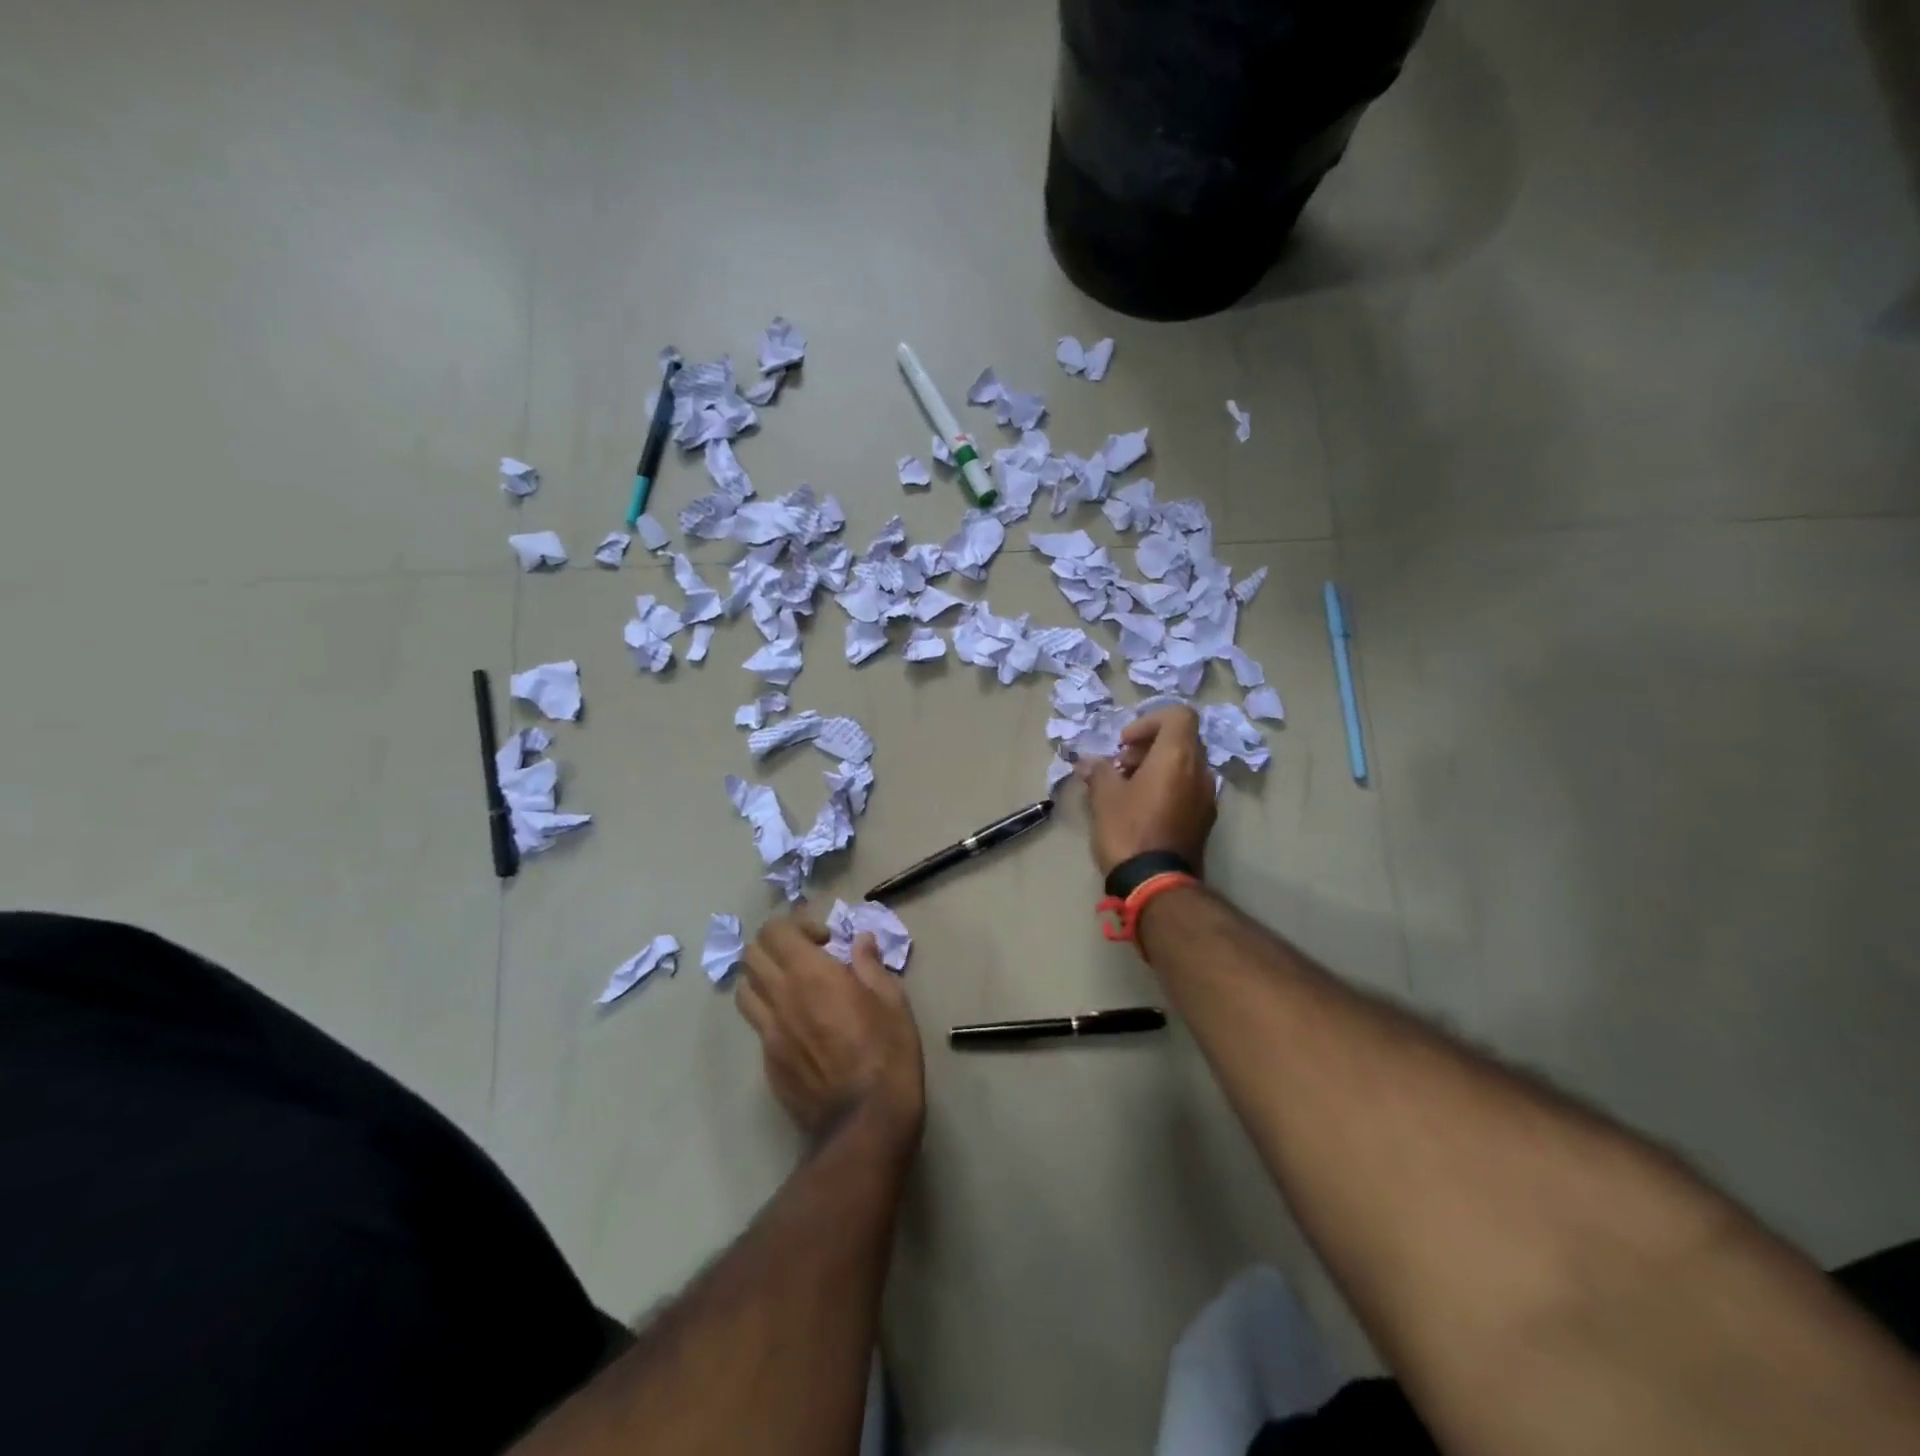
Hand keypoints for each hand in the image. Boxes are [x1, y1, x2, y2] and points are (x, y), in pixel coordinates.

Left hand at [736, 911, 924, 1156]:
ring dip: (764, 978)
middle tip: (807, 957)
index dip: (796, 925)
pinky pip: (757, 1025)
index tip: (826, 940)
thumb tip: (860, 940)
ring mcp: (768, 1033)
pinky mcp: (767, 1063)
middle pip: (752, 954)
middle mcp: (780, 997)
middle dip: (776, 946)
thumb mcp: (892, 1000)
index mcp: (810, 974)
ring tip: (793, 988)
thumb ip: (870, 965)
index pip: (776, 931)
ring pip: (744, 990)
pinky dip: (770, 1013)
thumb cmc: (888, 1053)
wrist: (865, 1122)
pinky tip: (798, 1026)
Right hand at [1076, 705, 1216, 876]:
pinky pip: (1188, 788)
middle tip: (1121, 765)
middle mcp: (1200, 771)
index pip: (1178, 715)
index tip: (1125, 744)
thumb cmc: (1128, 831)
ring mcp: (1207, 797)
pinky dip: (1168, 786)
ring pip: (1185, 765)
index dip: (1149, 721)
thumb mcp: (1104, 797)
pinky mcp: (1205, 819)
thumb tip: (1089, 763)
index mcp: (1178, 757)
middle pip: (1181, 739)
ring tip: (1128, 788)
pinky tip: (1142, 808)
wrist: (1156, 884)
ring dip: (1157, 767)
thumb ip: (1099, 771)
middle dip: (1149, 745)